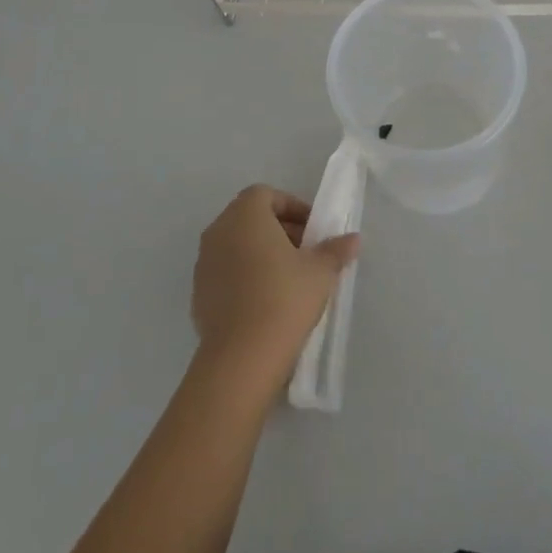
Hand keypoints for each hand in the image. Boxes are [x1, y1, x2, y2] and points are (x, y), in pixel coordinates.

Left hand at [191, 185, 359, 392]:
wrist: (242, 357)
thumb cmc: (284, 298)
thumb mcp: (320, 271)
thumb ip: (335, 249)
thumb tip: (353, 239)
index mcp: (245, 215)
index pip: (267, 195)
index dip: (293, 207)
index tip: (313, 230)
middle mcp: (219, 231)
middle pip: (250, 218)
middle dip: (279, 229)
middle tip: (305, 252)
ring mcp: (204, 263)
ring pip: (236, 245)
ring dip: (261, 253)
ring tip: (288, 278)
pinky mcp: (198, 294)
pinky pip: (226, 272)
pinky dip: (245, 276)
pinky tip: (266, 301)